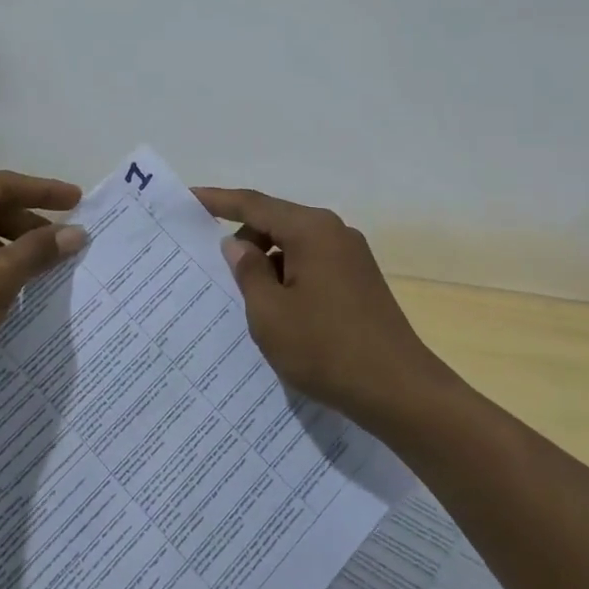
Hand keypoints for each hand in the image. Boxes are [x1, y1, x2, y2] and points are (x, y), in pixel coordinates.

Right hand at [195, 186, 444, 422]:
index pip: (253, 204)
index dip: (217, 200)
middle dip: (244, 243)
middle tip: (216, 274)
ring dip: (268, 266)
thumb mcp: (270, 314)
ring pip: (294, 246)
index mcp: (311, 230)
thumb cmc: (326, 349)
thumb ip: (248, 272)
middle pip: (275, 223)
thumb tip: (238, 245)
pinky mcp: (360, 280)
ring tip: (249, 304)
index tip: (188, 198)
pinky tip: (281, 313)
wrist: (400, 391)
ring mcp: (352, 256)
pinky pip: (312, 265)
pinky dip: (289, 278)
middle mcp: (334, 232)